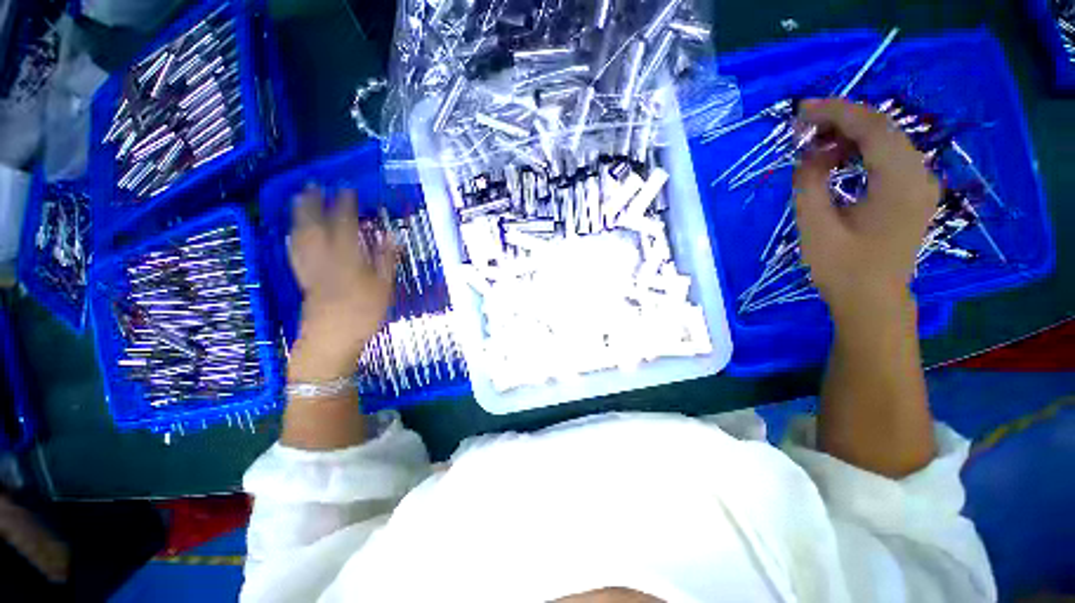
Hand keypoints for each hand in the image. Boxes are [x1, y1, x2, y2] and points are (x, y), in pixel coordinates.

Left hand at [288, 187, 396, 380]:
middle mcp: (323, 255)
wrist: (333, 337)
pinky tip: (293, 230)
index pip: (344, 223)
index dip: (345, 204)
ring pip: (300, 233)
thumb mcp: (384, 286)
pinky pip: (294, 249)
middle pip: (314, 222)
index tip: (347, 189)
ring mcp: (309, 265)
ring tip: (300, 198)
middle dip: (314, 201)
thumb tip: (390, 235)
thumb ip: (386, 259)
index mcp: (346, 256)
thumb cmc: (364, 311)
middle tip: (314, 184)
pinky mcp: (302, 276)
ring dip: (299, 213)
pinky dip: (293, 235)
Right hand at [792, 98, 939, 317]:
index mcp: (900, 182)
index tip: (801, 110)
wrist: (872, 301)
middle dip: (840, 120)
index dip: (835, 112)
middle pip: (882, 128)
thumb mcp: (816, 227)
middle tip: (802, 127)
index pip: (872, 127)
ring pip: (885, 141)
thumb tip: (808, 154)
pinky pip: (887, 158)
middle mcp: (919, 175)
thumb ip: (809, 184)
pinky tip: (834, 160)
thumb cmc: (843, 269)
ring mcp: (919, 183)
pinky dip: (859, 152)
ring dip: (848, 136)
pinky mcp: (911, 192)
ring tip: (812, 144)